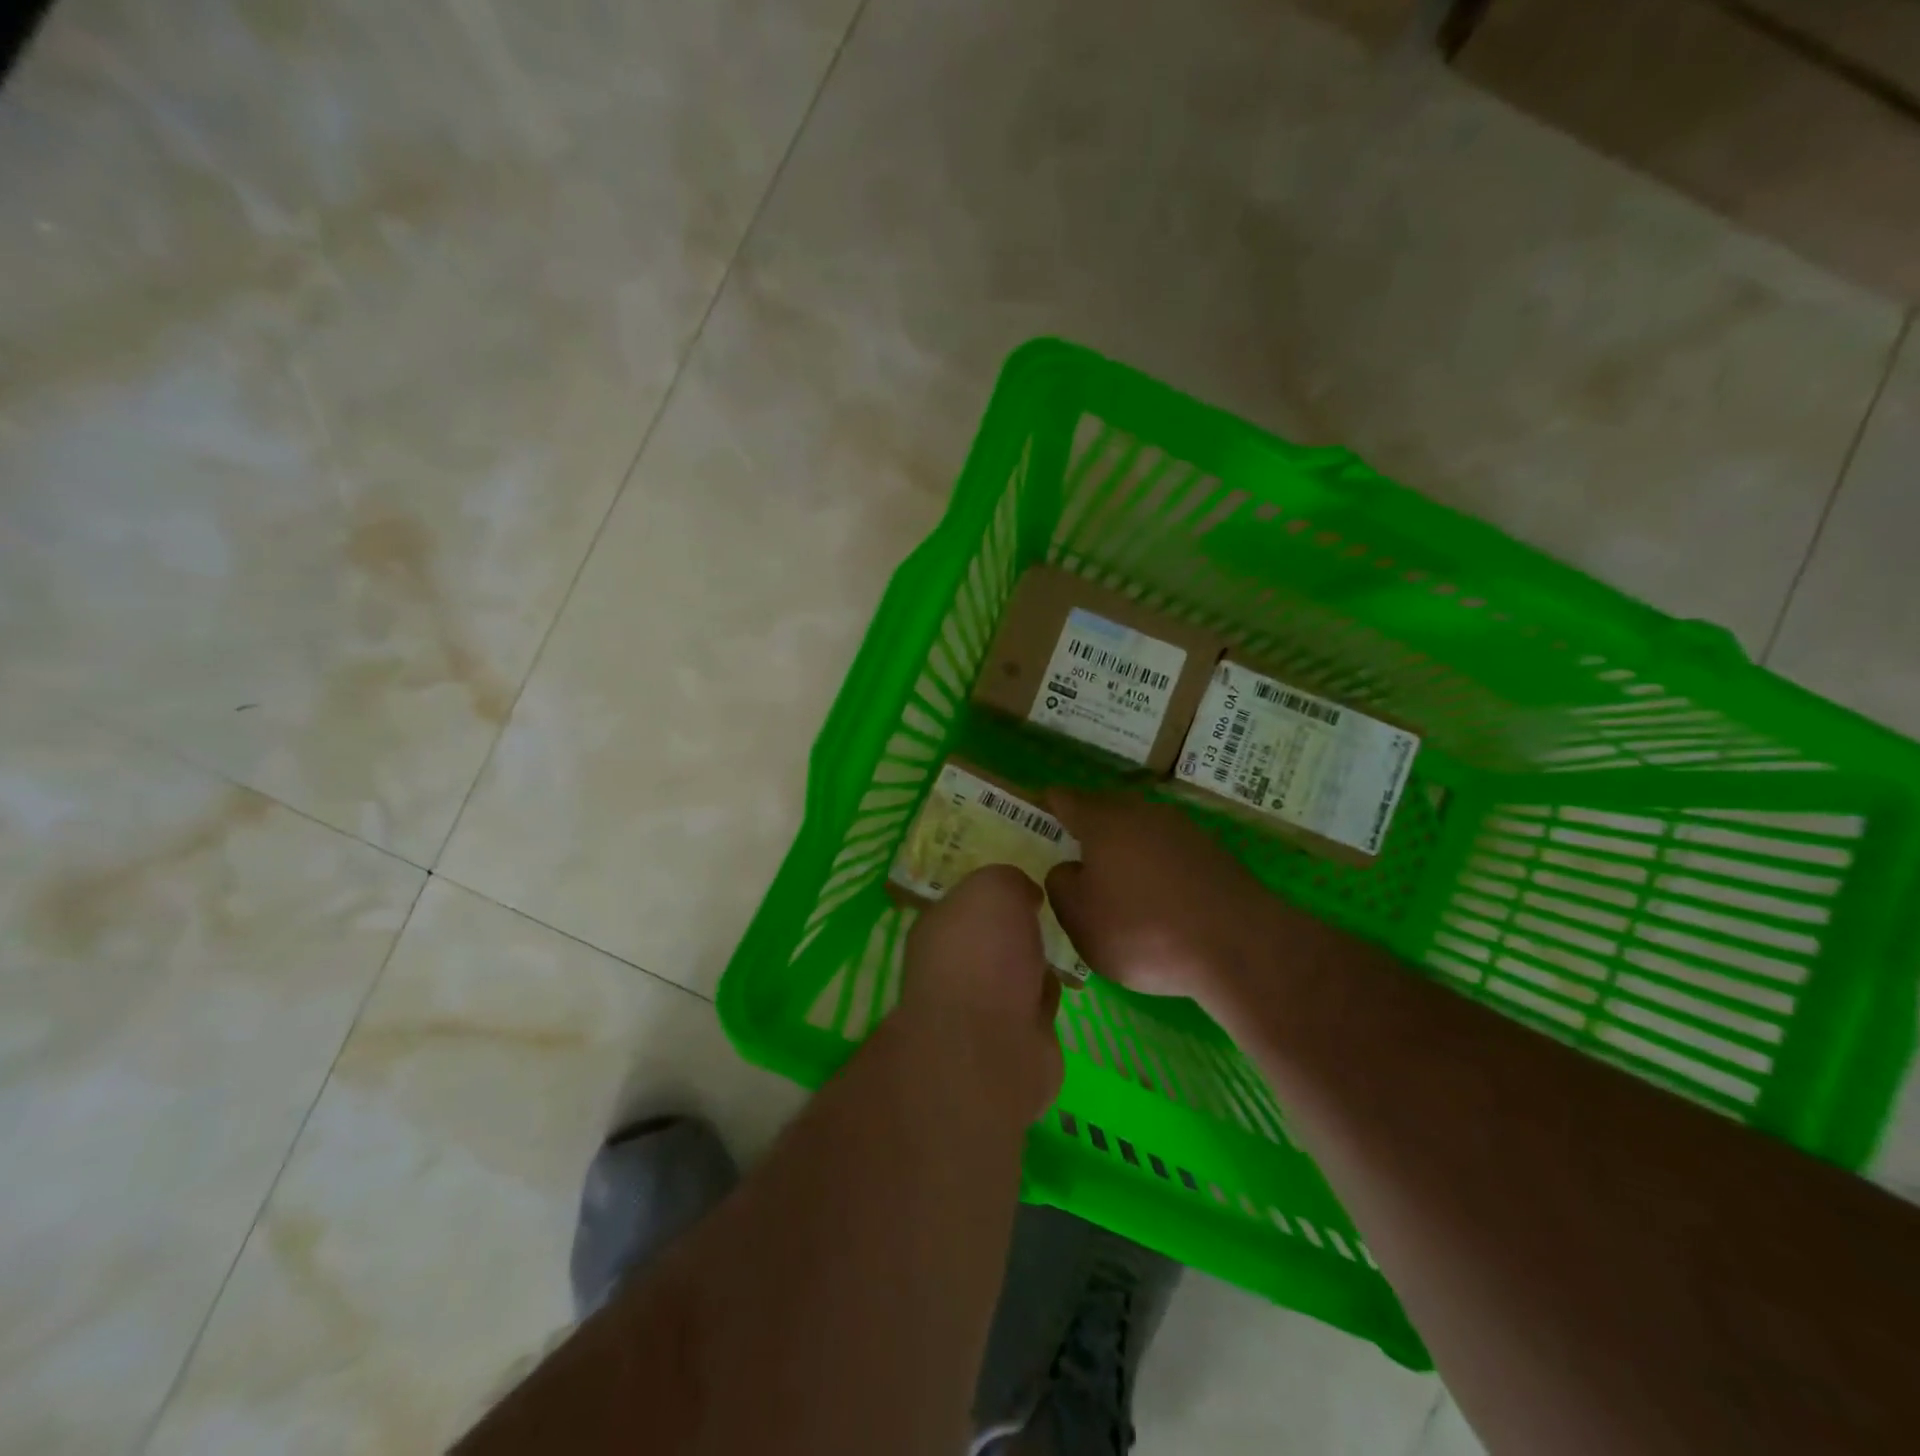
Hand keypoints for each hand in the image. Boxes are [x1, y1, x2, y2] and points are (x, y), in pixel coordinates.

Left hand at [898, 865, 1063, 1118]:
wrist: (991, 1045)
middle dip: (1018, 930)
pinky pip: (1036, 1007)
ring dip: (1036, 965)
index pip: (965, 904)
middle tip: (1047, 915)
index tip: (1025, 885)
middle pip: (992, 939)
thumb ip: (1008, 880)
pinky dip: (1048, 998)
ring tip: (1061, 948)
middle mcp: (954, 968)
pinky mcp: (1013, 1041)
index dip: (994, 893)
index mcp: (938, 929)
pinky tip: (1062, 988)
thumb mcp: (994, 888)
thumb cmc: (983, 954)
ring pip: (1016, 973)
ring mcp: (981, 1009)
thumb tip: (1024, 896)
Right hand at [1045, 789, 1278, 1008]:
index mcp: (1104, 821)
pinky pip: (1168, 852)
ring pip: (1140, 830)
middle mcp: (1143, 813)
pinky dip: (1155, 866)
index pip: (1066, 799)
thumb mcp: (1080, 917)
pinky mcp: (1213, 855)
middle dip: (1088, 826)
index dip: (1049, 804)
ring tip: (1114, 878)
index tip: (1038, 811)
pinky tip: (1155, 896)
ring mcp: (1183, 831)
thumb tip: (1068, 869)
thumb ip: (1061, 886)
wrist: (1239, 945)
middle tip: (1073, 849)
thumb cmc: (1143, 929)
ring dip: (1125, 847)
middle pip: (1106, 810)